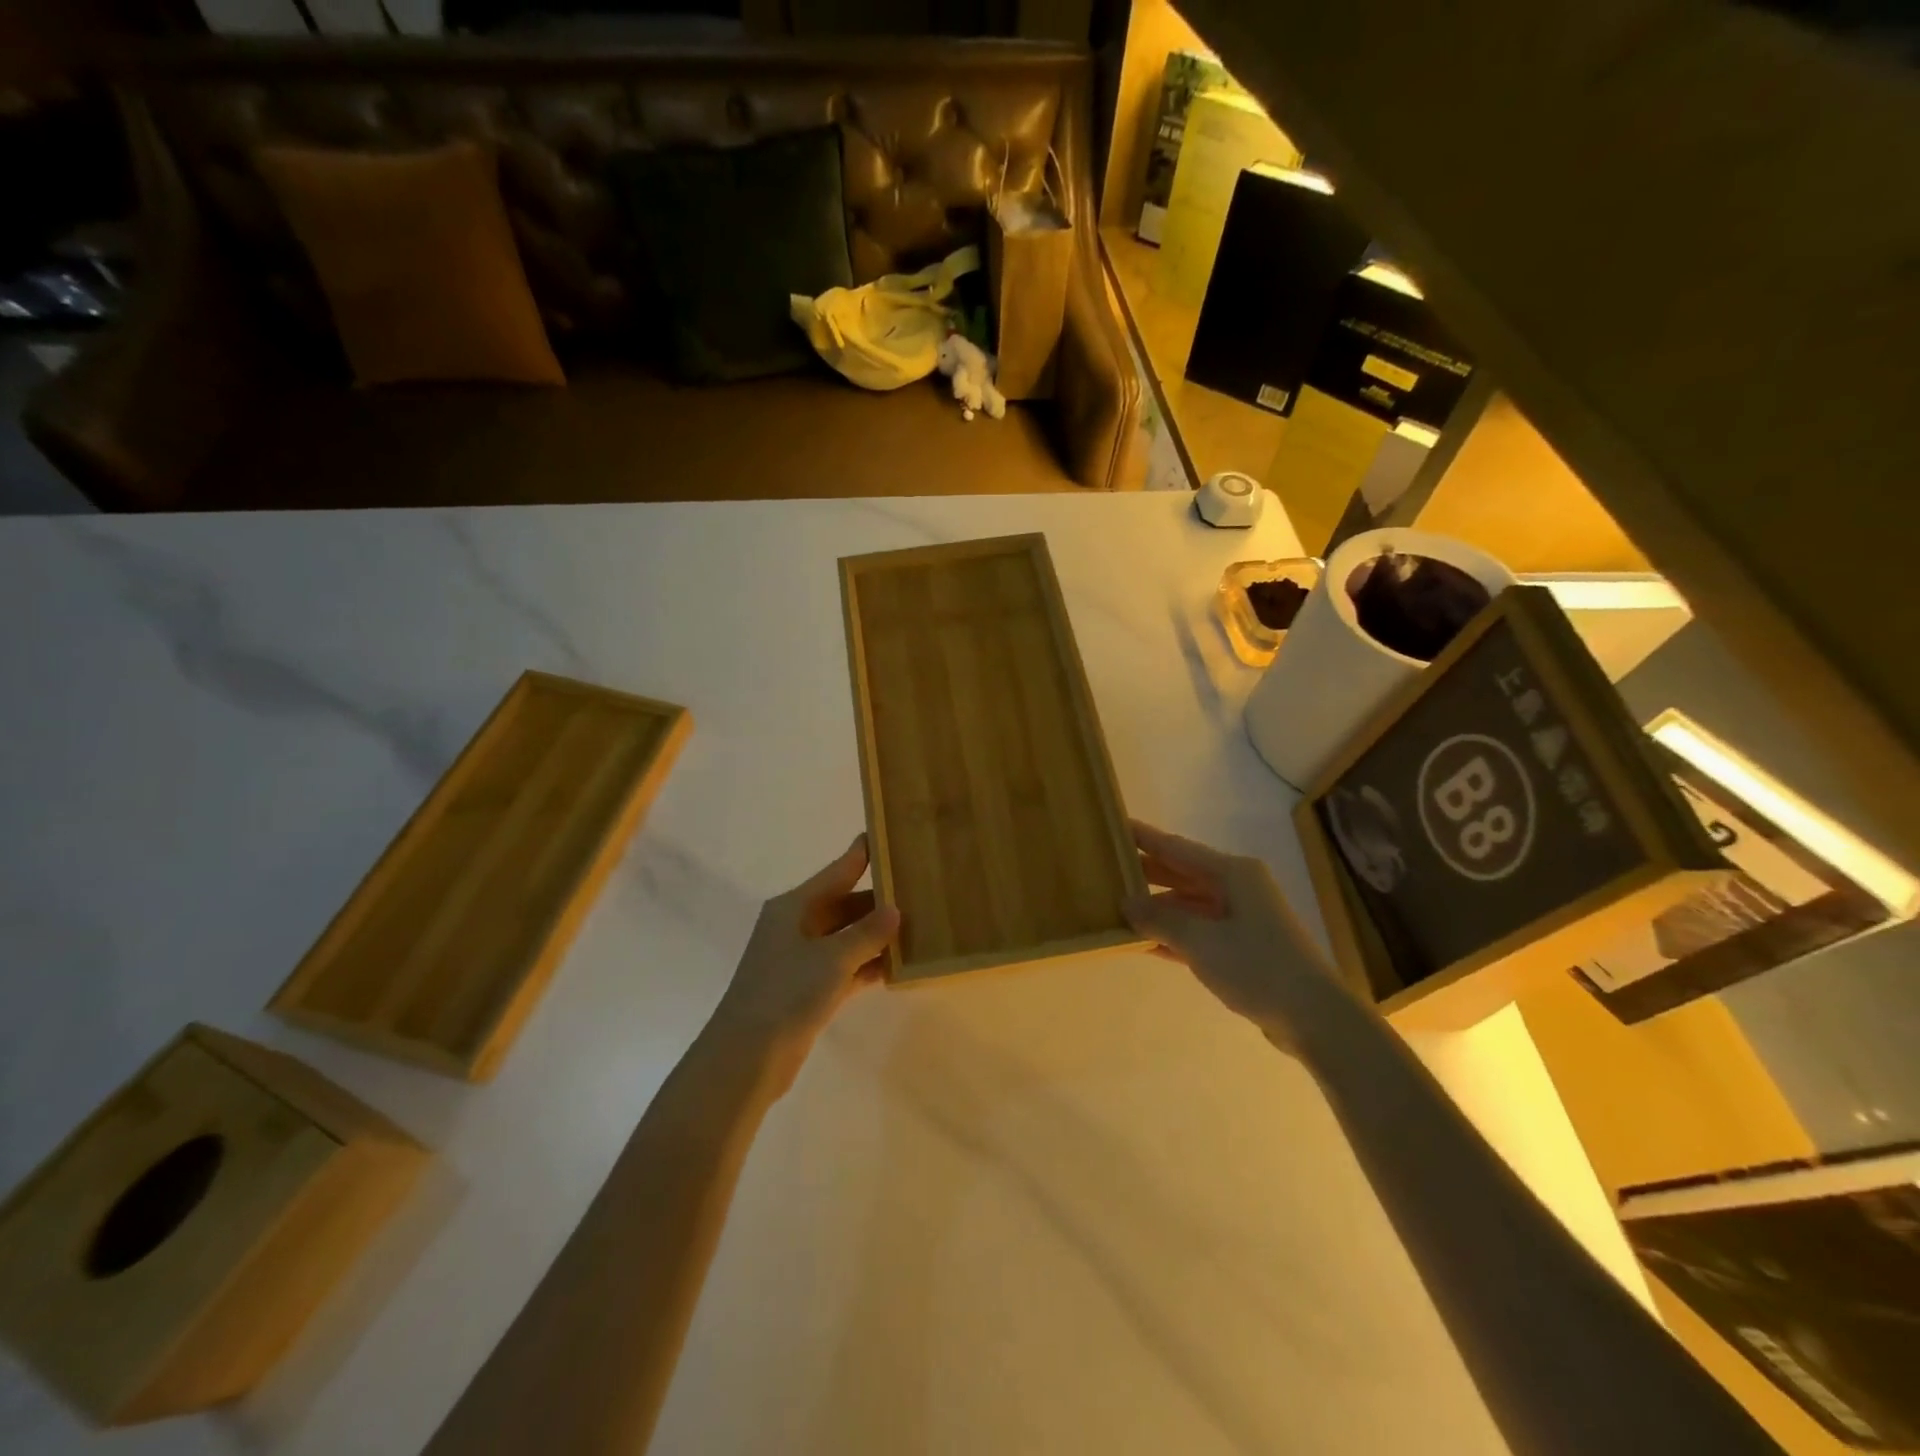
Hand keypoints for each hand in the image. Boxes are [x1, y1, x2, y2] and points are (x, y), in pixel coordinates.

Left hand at [709, 835, 900, 1084]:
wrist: (747, 1057)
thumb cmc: (787, 992)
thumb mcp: (832, 958)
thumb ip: (867, 933)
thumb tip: (894, 910)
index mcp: (793, 907)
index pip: (836, 872)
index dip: (860, 855)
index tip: (885, 836)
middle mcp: (796, 927)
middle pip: (843, 906)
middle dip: (877, 902)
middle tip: (918, 892)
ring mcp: (801, 961)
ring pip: (846, 939)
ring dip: (876, 937)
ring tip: (918, 927)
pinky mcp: (807, 991)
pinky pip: (845, 968)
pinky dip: (867, 966)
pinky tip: (897, 967)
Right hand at [1124, 820, 1336, 1046]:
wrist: (1315, 1018)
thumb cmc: (1258, 967)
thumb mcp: (1201, 941)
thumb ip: (1159, 919)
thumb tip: (1125, 901)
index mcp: (1232, 873)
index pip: (1175, 847)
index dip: (1143, 837)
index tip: (1113, 825)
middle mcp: (1237, 888)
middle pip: (1181, 872)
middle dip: (1145, 871)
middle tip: (1105, 867)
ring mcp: (1241, 918)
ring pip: (1188, 903)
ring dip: (1156, 907)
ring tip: (1115, 904)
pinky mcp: (1242, 947)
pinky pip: (1197, 930)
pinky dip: (1172, 933)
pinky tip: (1142, 941)